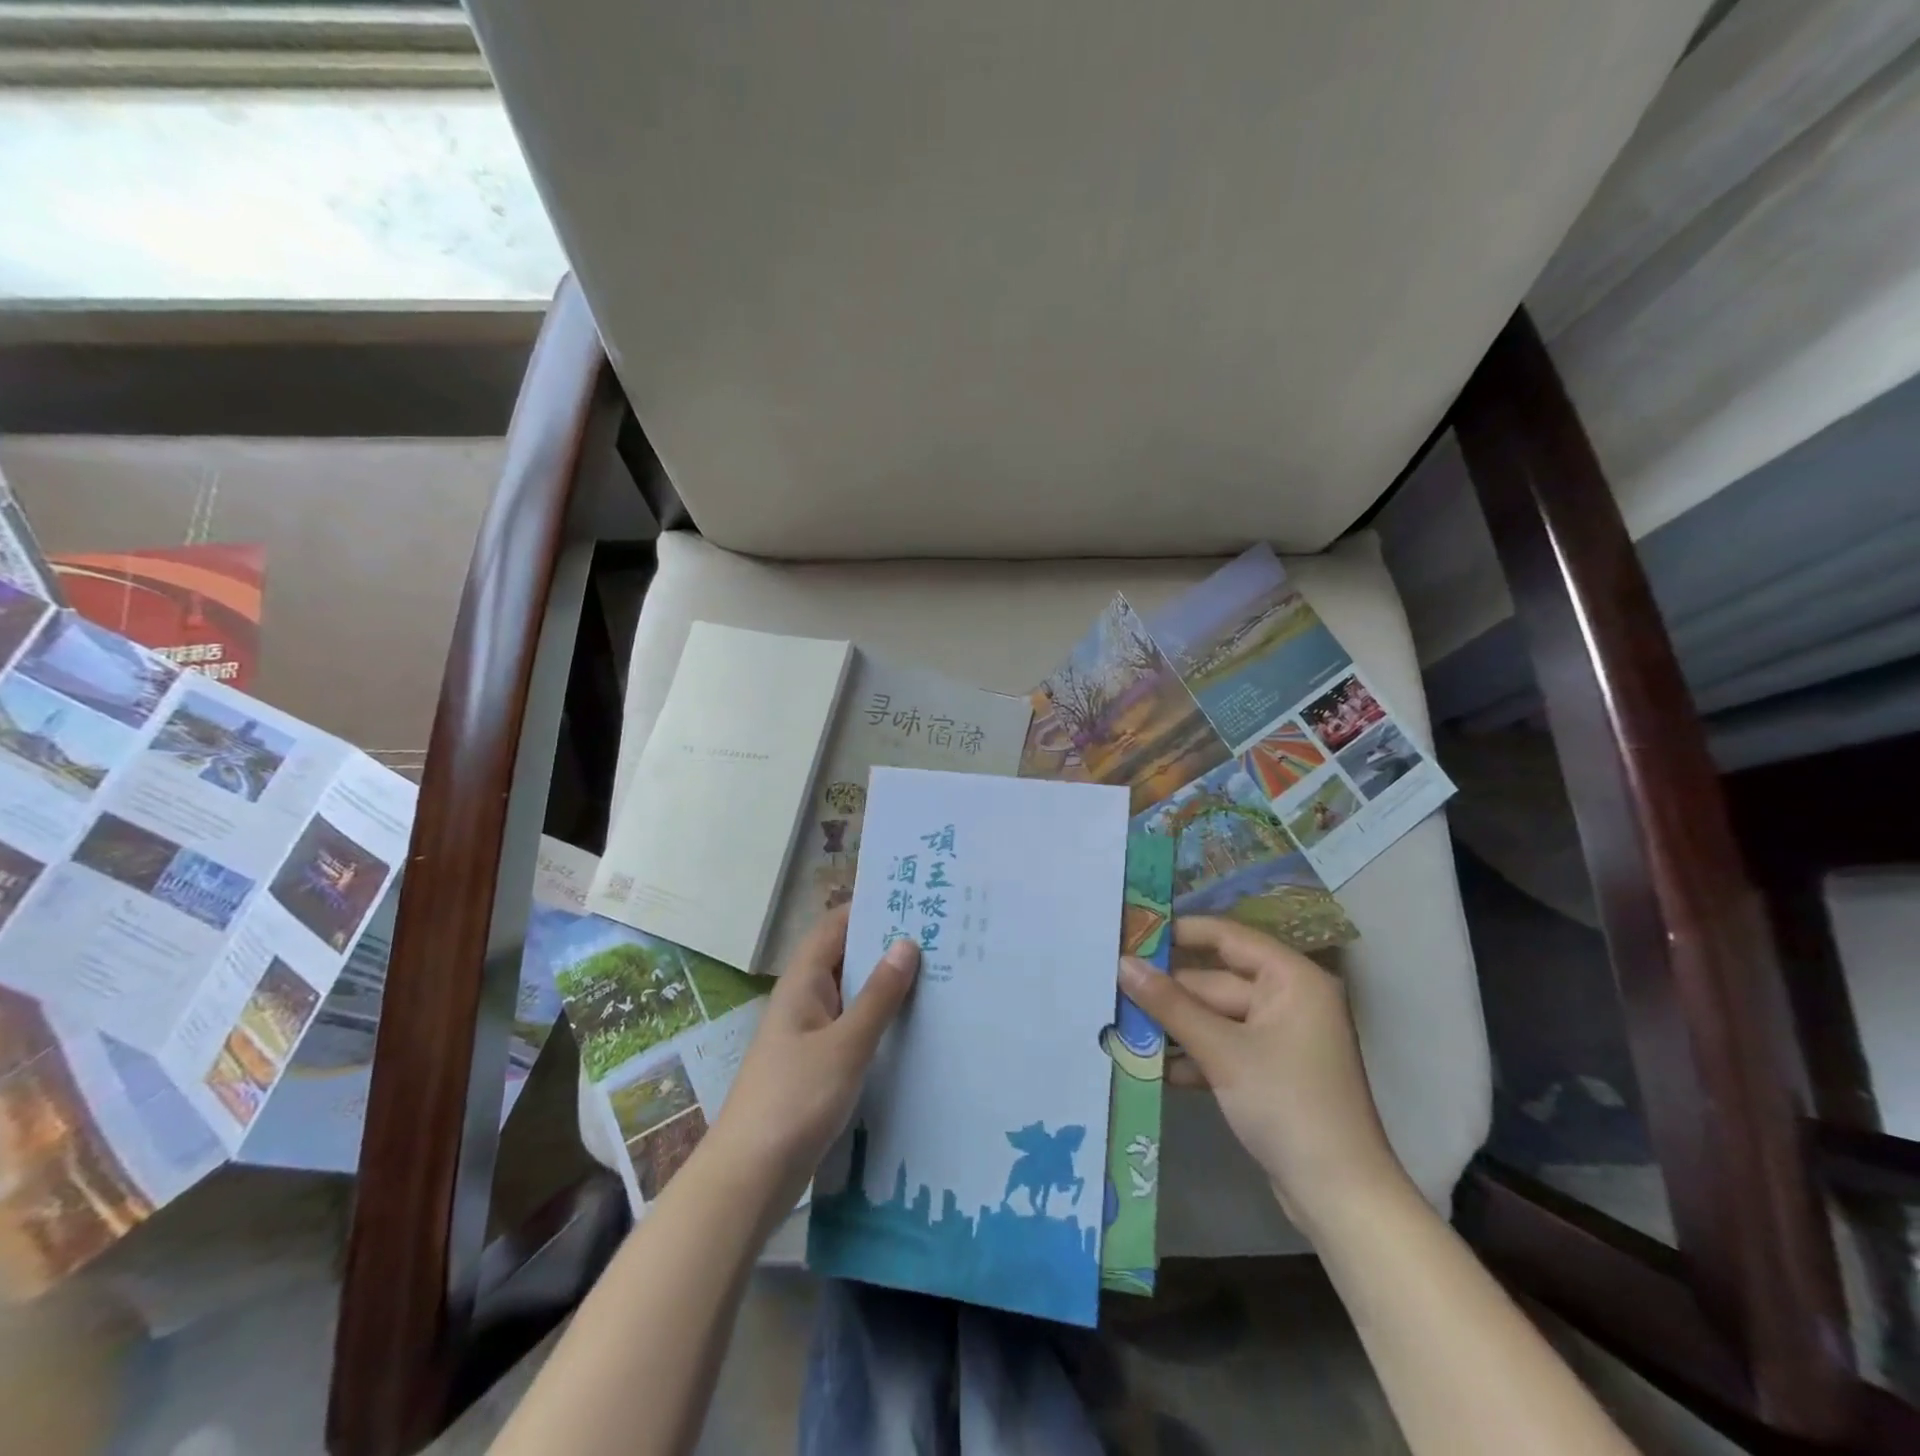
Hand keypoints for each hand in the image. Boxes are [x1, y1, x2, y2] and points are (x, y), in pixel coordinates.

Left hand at [710, 906, 918, 1209]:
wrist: (749, 1179)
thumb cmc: (794, 1100)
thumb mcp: (845, 1045)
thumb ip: (878, 996)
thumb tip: (906, 943)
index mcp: (803, 983)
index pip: (836, 926)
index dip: (870, 907)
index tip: (915, 899)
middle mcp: (805, 1000)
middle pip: (847, 958)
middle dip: (887, 946)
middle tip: (941, 936)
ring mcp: (810, 1035)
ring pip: (853, 996)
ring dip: (887, 985)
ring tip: (940, 975)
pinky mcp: (818, 1067)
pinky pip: (854, 1029)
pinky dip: (880, 1021)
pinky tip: (915, 1028)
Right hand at [1119, 916, 1404, 1231]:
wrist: (1340, 1199)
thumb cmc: (1287, 1106)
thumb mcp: (1222, 1051)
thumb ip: (1170, 1004)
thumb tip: (1123, 963)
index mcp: (1291, 979)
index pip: (1228, 937)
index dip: (1180, 933)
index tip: (1132, 932)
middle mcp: (1288, 999)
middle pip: (1215, 981)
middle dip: (1167, 991)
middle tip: (1111, 987)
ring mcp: (1278, 1038)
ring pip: (1214, 1017)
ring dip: (1173, 1026)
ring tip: (1120, 1023)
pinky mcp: (1268, 1072)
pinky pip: (1222, 1047)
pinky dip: (1191, 1055)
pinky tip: (1149, 1065)